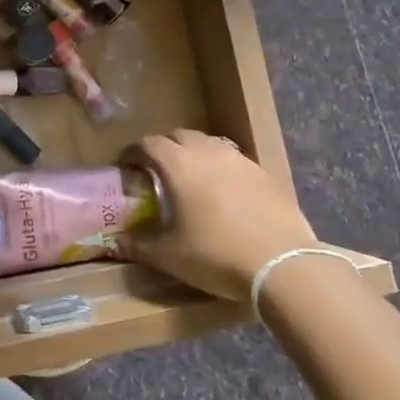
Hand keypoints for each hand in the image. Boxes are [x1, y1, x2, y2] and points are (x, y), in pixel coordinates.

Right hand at [115, 130, 317, 301]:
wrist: (282, 264)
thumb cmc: (215, 255)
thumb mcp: (168, 255)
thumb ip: (138, 245)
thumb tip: (117, 243)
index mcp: (178, 164)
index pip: (148, 144)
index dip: (132, 152)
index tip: (126, 166)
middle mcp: (207, 152)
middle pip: (179, 136)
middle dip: (164, 148)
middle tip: (156, 170)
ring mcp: (240, 160)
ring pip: (209, 144)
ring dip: (194, 154)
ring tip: (190, 178)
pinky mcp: (265, 173)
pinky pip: (234, 160)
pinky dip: (221, 168)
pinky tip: (224, 192)